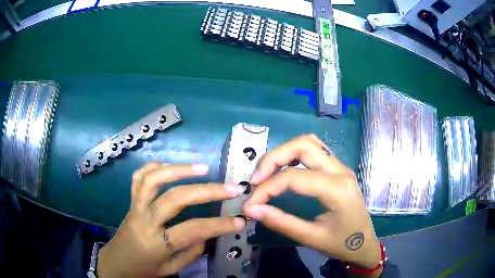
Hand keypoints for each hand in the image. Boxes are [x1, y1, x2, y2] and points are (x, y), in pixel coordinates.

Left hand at [97, 163, 246, 277]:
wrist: (116, 262)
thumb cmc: (144, 269)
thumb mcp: (171, 269)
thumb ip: (191, 252)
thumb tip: (208, 233)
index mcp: (157, 243)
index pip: (193, 230)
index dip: (219, 225)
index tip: (240, 220)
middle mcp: (146, 220)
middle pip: (176, 198)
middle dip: (208, 191)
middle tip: (231, 187)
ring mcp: (136, 206)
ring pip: (154, 179)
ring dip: (179, 169)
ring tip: (203, 168)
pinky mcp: (131, 201)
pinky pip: (139, 177)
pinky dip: (154, 167)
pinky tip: (170, 167)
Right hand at [244, 135, 381, 271]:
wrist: (364, 244)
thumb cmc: (342, 244)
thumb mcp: (311, 238)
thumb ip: (281, 222)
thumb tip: (251, 209)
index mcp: (337, 189)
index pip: (293, 177)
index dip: (266, 188)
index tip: (250, 204)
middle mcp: (340, 170)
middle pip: (302, 145)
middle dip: (273, 158)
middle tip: (256, 179)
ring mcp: (341, 166)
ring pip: (309, 142)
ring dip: (284, 152)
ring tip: (267, 172)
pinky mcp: (338, 169)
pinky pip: (315, 150)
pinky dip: (295, 154)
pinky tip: (285, 169)